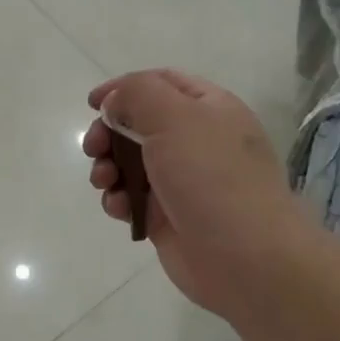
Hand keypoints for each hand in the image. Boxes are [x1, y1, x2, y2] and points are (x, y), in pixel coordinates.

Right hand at [83, 70, 312, 324]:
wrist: (246, 258)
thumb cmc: (212, 177)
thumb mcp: (175, 118)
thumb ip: (138, 94)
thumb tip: (116, 102)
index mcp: (209, 108)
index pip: (161, 82)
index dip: (124, 88)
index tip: (93, 103)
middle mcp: (196, 140)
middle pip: (139, 124)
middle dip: (109, 133)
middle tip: (94, 147)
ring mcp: (182, 181)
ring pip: (130, 164)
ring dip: (108, 167)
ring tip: (104, 181)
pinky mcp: (168, 217)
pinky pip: (133, 199)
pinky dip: (118, 200)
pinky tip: (118, 208)